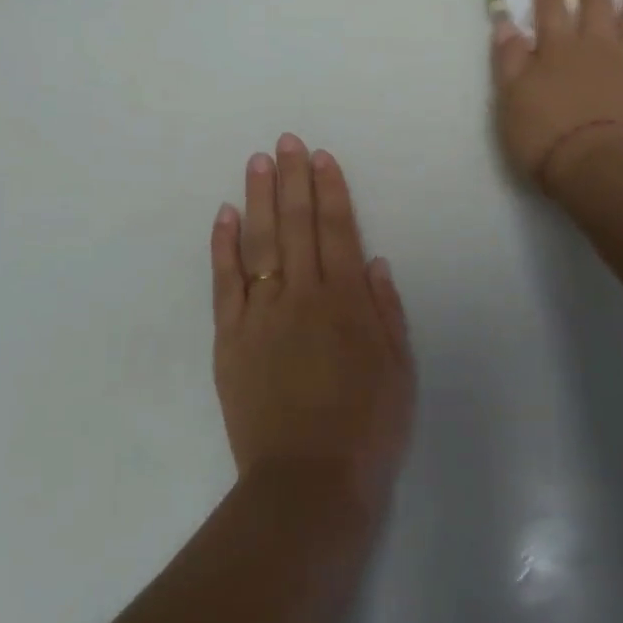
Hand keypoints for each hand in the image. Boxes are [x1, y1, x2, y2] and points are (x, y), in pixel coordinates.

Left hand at [210, 135, 414, 509]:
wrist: (308, 480)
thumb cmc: (367, 427)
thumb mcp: (398, 369)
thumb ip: (386, 311)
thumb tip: (374, 261)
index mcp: (347, 301)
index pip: (338, 230)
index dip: (331, 190)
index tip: (322, 157)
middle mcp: (303, 295)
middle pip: (296, 225)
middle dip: (293, 179)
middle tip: (287, 142)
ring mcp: (261, 314)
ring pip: (259, 243)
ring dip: (258, 199)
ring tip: (258, 162)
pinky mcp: (230, 338)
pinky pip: (225, 283)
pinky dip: (223, 246)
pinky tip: (224, 216)